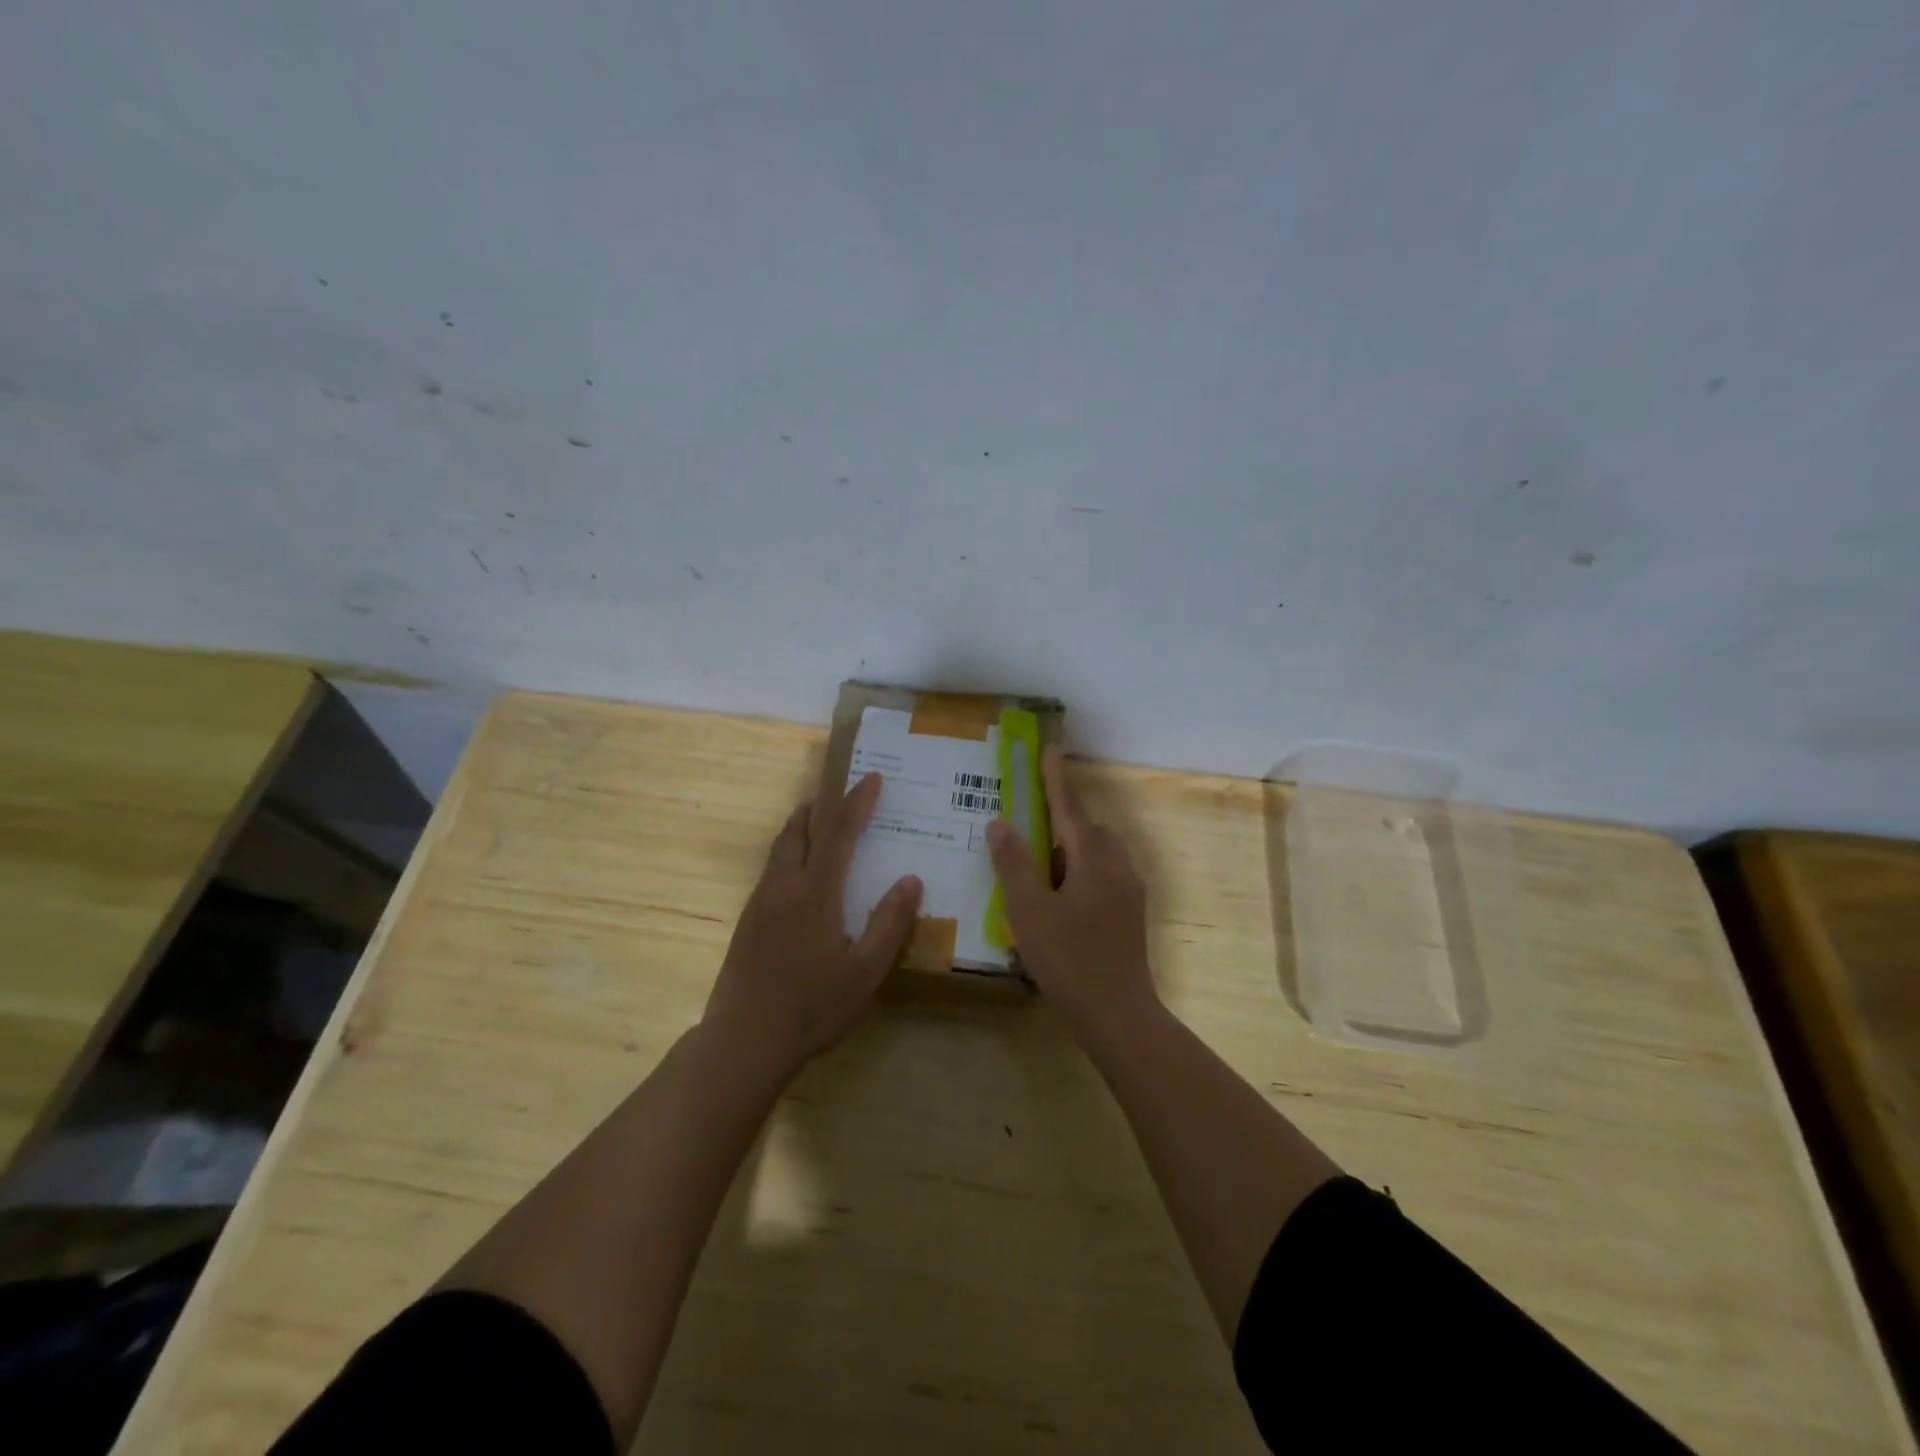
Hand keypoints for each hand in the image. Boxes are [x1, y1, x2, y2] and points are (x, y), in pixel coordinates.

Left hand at [704, 772, 921, 1070]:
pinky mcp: (747, 922)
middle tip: (840, 793)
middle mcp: (784, 887)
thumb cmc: (813, 1006)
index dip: (857, 803)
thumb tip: (911, 880)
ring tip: (820, 824)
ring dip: (802, 828)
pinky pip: (772, 870)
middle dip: (820, 806)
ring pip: (780, 849)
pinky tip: (800, 876)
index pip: (839, 833)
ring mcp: (760, 903)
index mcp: (815, 893)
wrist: (744, 1039)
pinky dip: (790, 853)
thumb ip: (890, 923)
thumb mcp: (866, 971)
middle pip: (799, 830)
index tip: (872, 778)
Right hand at [986, 746, 1156, 1033]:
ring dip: (1068, 847)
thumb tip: (1000, 823)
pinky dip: (1077, 871)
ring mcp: (1127, 890)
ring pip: (1095, 854)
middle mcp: (1116, 865)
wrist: (1118, 1013)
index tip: (1050, 748)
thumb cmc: (1069, 958)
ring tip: (1036, 861)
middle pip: (1086, 829)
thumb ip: (1014, 863)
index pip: (1069, 807)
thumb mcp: (1029, 909)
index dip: (1056, 777)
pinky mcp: (1128, 913)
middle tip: (1028, 817)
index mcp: (1093, 858)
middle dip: (1060, 817)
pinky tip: (1056, 896)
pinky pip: (1100, 875)